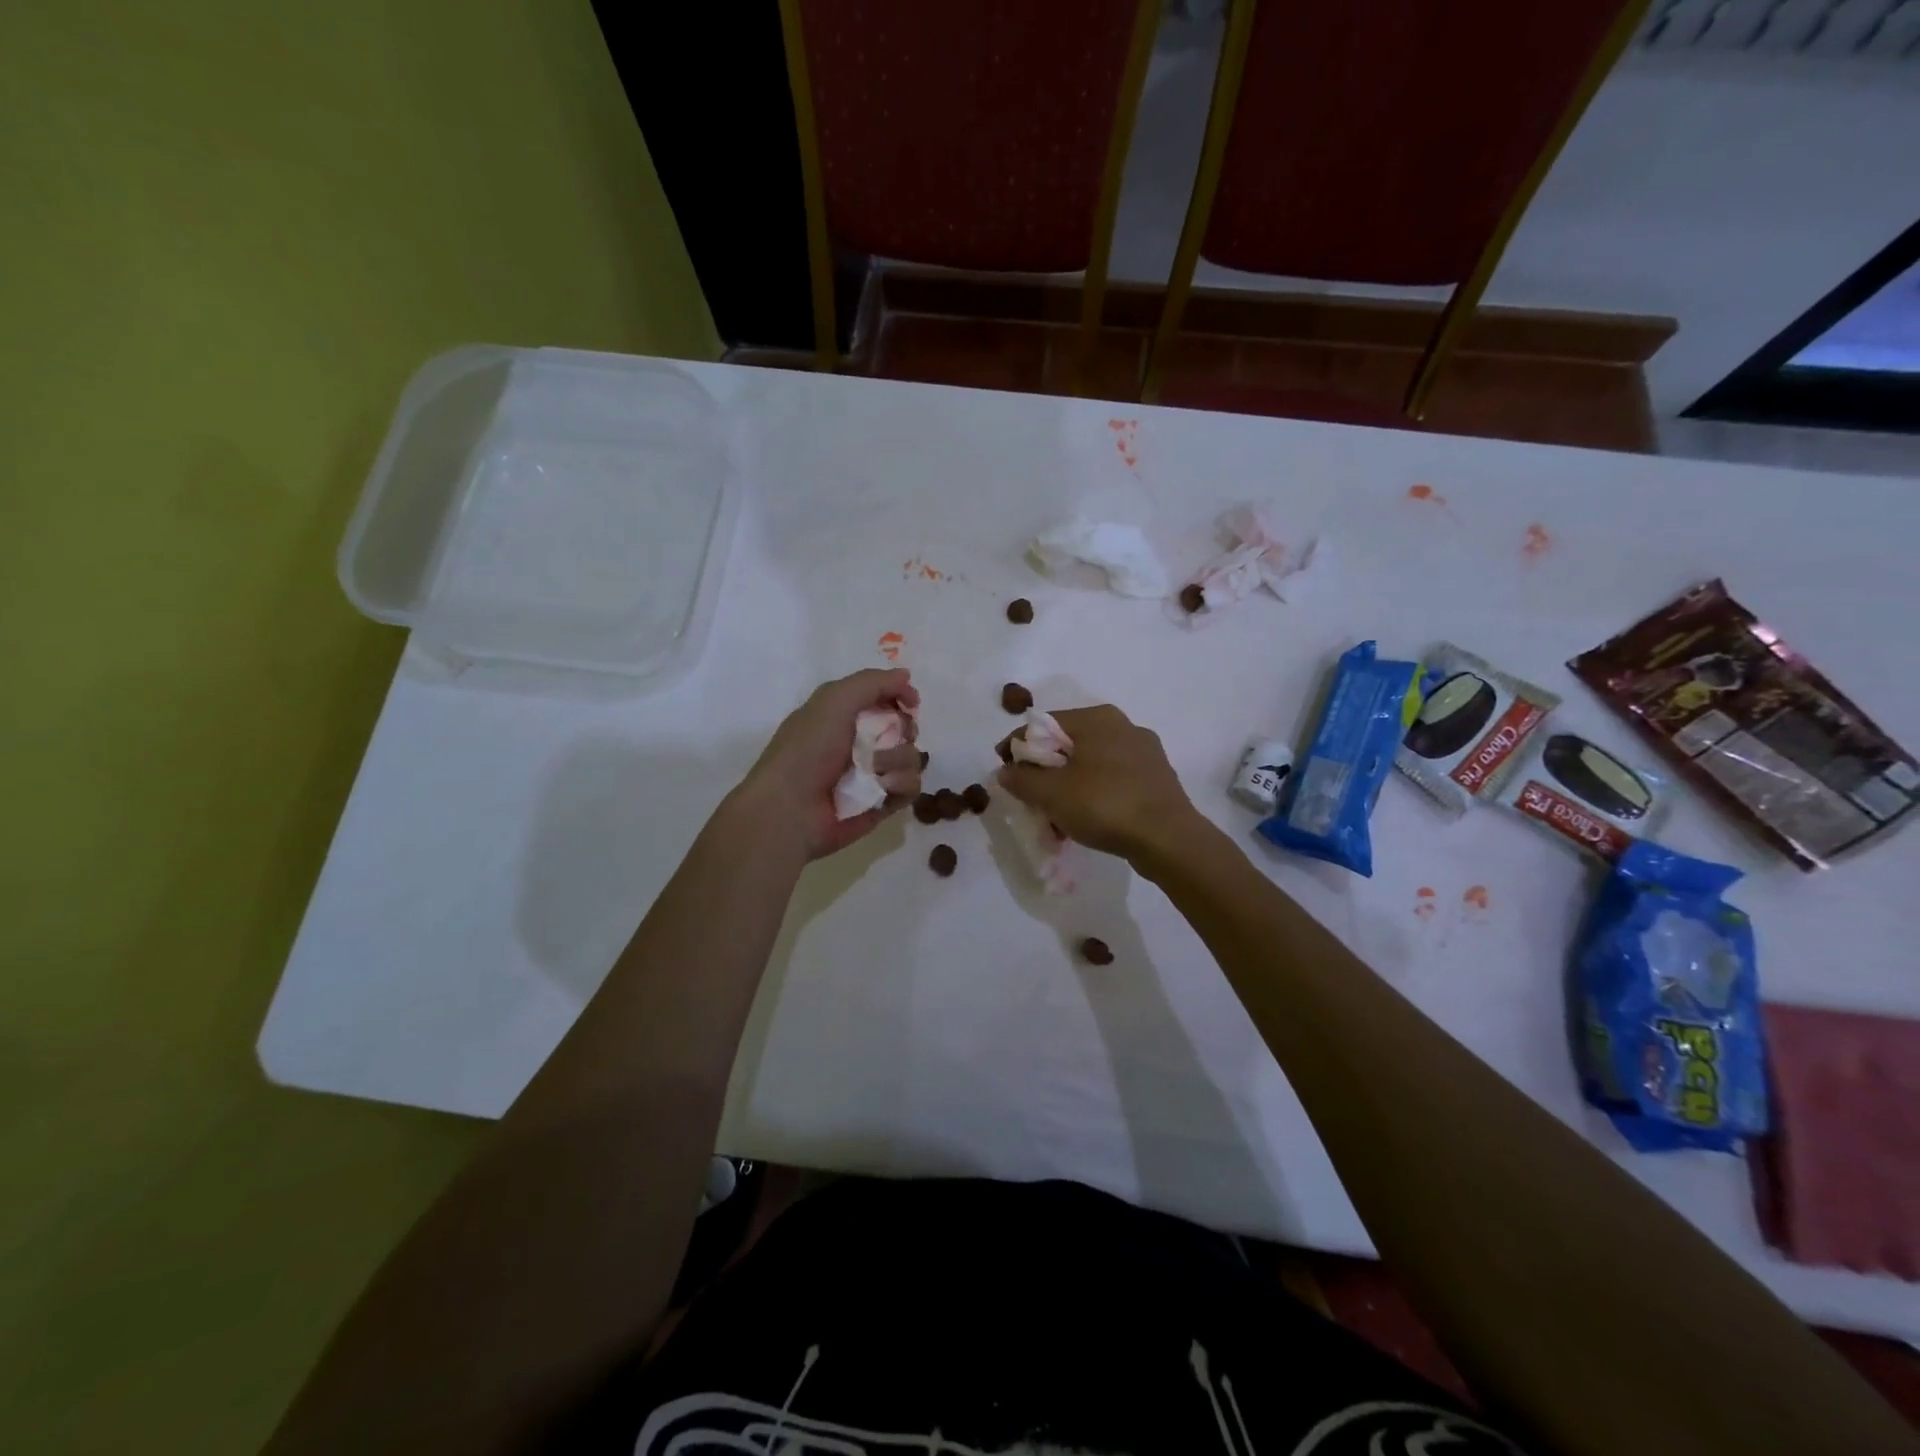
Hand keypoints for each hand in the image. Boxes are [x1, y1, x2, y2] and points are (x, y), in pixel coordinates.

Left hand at [735, 668, 923, 861]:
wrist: (790, 810)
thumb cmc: (807, 750)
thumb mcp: (834, 700)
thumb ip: (872, 682)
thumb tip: (906, 676)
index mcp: (844, 716)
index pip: (885, 699)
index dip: (900, 696)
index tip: (910, 702)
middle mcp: (860, 743)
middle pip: (906, 728)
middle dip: (904, 729)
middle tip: (892, 737)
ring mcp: (873, 775)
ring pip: (913, 757)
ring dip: (897, 760)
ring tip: (875, 771)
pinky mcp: (883, 803)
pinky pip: (911, 787)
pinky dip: (899, 785)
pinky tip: (881, 789)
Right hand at [996, 704, 1201, 862]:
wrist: (1169, 839)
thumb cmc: (1105, 805)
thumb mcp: (1051, 793)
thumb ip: (1021, 779)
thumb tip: (1006, 771)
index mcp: (1098, 718)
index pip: (1043, 724)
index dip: (1017, 746)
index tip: (1002, 771)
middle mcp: (1123, 726)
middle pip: (1067, 746)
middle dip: (1043, 773)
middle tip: (1028, 799)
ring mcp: (1144, 753)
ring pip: (1090, 766)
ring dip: (1066, 789)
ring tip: (1054, 820)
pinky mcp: (1156, 779)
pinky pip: (1112, 782)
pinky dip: (1091, 797)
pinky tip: (1083, 823)